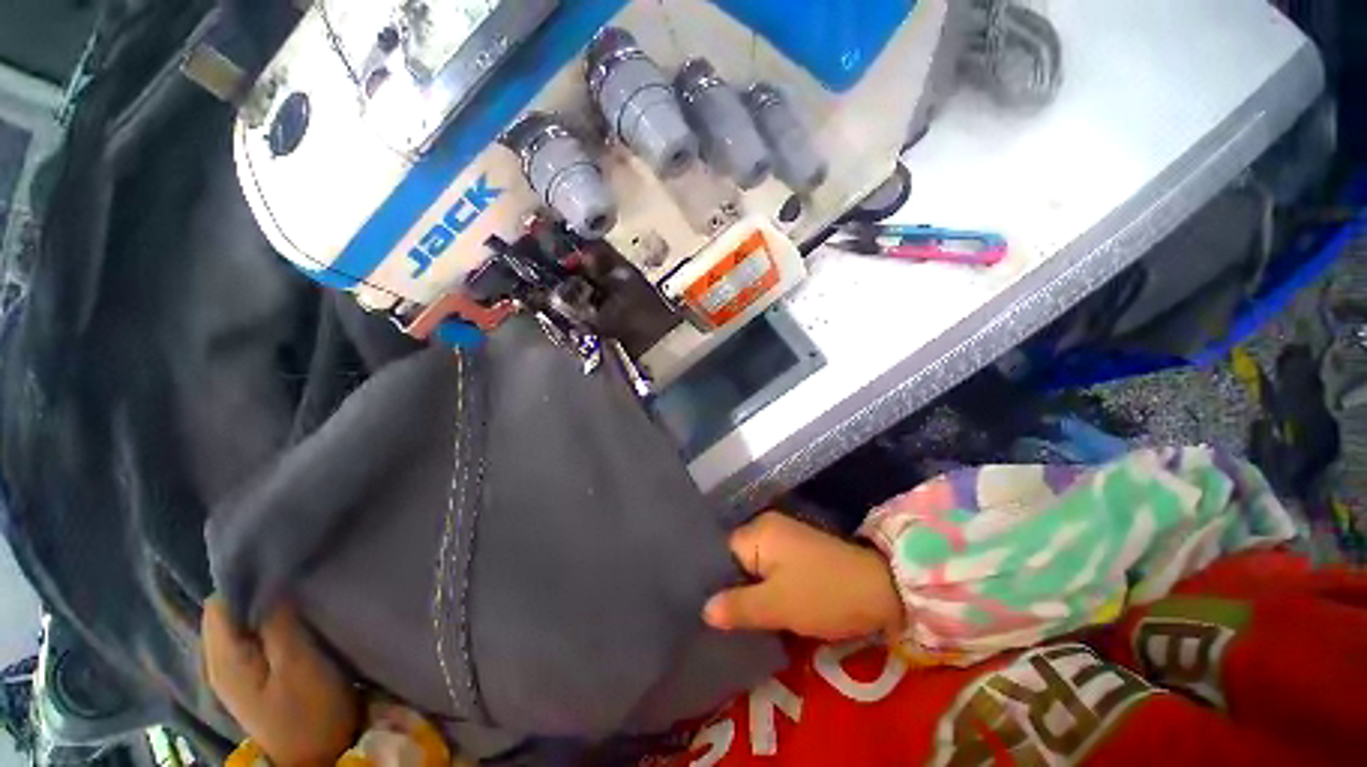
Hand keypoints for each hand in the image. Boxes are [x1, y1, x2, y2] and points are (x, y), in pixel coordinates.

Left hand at [203, 597, 359, 766]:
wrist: (318, 757)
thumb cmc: (309, 711)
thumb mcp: (298, 664)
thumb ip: (278, 624)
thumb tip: (271, 583)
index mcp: (225, 659)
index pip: (220, 604)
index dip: (248, 584)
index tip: (285, 574)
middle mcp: (221, 662)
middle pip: (229, 614)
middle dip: (260, 596)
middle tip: (298, 588)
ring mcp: (237, 673)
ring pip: (243, 626)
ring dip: (268, 612)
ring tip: (301, 603)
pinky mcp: (254, 679)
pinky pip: (255, 640)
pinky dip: (273, 627)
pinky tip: (296, 627)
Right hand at [703, 512, 904, 641]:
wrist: (880, 590)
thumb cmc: (824, 594)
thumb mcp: (777, 606)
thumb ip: (738, 607)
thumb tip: (704, 610)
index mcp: (759, 532)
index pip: (721, 553)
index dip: (712, 581)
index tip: (703, 608)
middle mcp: (767, 527)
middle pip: (736, 559)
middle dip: (730, 588)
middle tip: (718, 620)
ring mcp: (784, 538)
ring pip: (753, 567)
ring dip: (748, 591)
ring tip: (733, 620)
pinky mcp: (798, 552)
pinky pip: (769, 569)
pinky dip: (764, 588)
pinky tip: (759, 610)